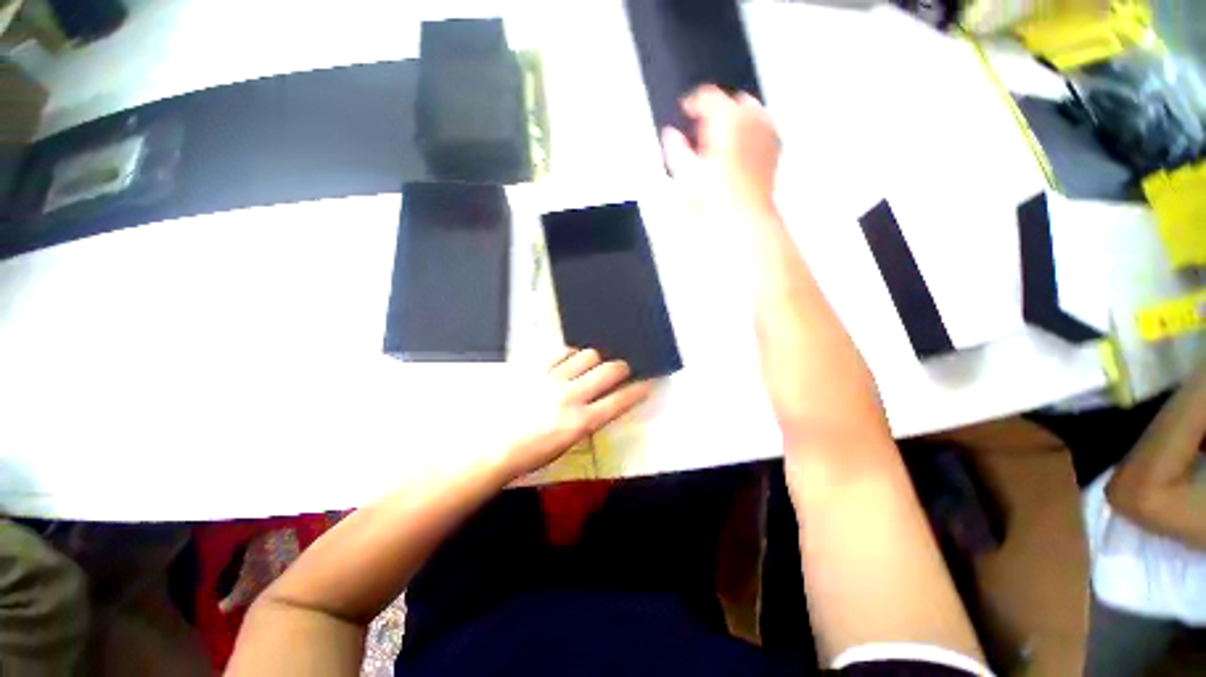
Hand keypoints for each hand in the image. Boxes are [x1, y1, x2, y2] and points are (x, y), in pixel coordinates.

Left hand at [500, 348, 652, 479]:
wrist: (490, 447)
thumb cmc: (530, 454)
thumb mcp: (566, 445)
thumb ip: (586, 421)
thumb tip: (597, 405)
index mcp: (581, 422)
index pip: (619, 401)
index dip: (637, 391)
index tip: (646, 384)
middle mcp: (571, 396)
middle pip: (609, 370)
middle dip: (622, 368)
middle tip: (620, 370)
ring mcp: (552, 379)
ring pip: (587, 355)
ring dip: (595, 359)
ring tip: (590, 364)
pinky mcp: (534, 369)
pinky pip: (560, 351)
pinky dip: (570, 353)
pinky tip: (568, 359)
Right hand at [662, 85, 780, 216]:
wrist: (745, 217)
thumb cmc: (718, 199)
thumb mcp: (686, 174)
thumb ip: (676, 149)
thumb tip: (671, 135)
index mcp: (729, 118)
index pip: (708, 96)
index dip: (693, 103)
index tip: (686, 111)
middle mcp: (752, 118)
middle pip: (730, 101)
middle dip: (714, 113)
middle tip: (702, 134)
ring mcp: (767, 131)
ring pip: (747, 112)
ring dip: (732, 122)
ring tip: (718, 145)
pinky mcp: (775, 146)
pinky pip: (760, 128)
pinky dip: (747, 133)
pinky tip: (736, 154)